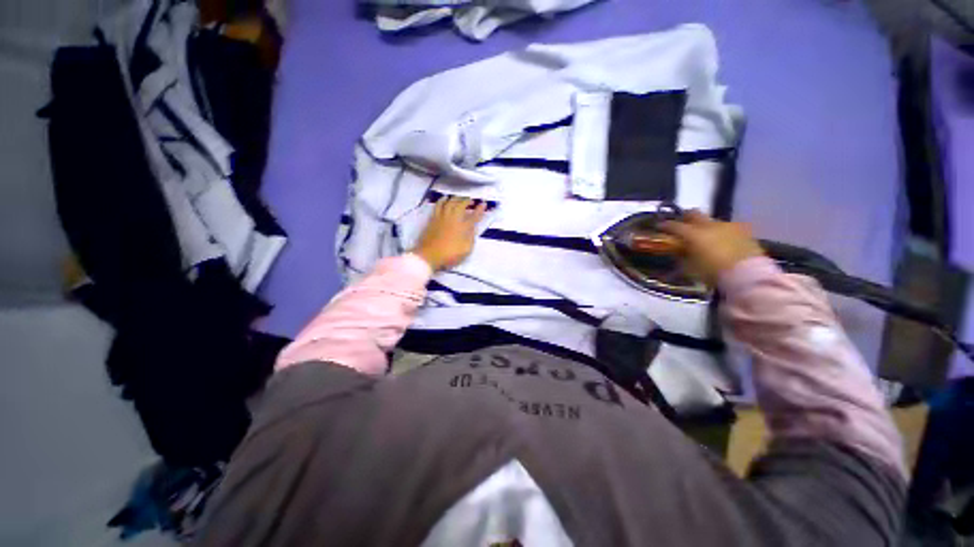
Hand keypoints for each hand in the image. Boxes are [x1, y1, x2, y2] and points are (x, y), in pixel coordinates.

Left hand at [413, 196, 487, 271]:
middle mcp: (453, 219)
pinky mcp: (433, 219)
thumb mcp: (466, 250)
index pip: (474, 216)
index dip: (480, 210)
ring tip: (460, 198)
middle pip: (461, 205)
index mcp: (463, 227)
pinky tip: (444, 198)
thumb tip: (473, 228)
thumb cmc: (449, 255)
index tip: (484, 204)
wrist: (429, 255)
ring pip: (450, 202)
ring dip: (456, 199)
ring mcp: (442, 217)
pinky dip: (442, 200)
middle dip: (467, 201)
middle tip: (471, 201)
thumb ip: (471, 238)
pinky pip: (439, 205)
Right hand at [659, 210, 763, 285]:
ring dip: (706, 226)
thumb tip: (677, 251)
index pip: (674, 226)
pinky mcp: (745, 232)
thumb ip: (682, 256)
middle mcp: (710, 225)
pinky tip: (722, 242)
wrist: (748, 276)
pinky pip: (728, 228)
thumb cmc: (713, 273)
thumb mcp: (690, 268)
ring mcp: (729, 226)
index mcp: (693, 234)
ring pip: (712, 221)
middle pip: (694, 214)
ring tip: (705, 236)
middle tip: (681, 225)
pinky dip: (721, 233)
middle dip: (686, 218)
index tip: (659, 227)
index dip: (665, 225)